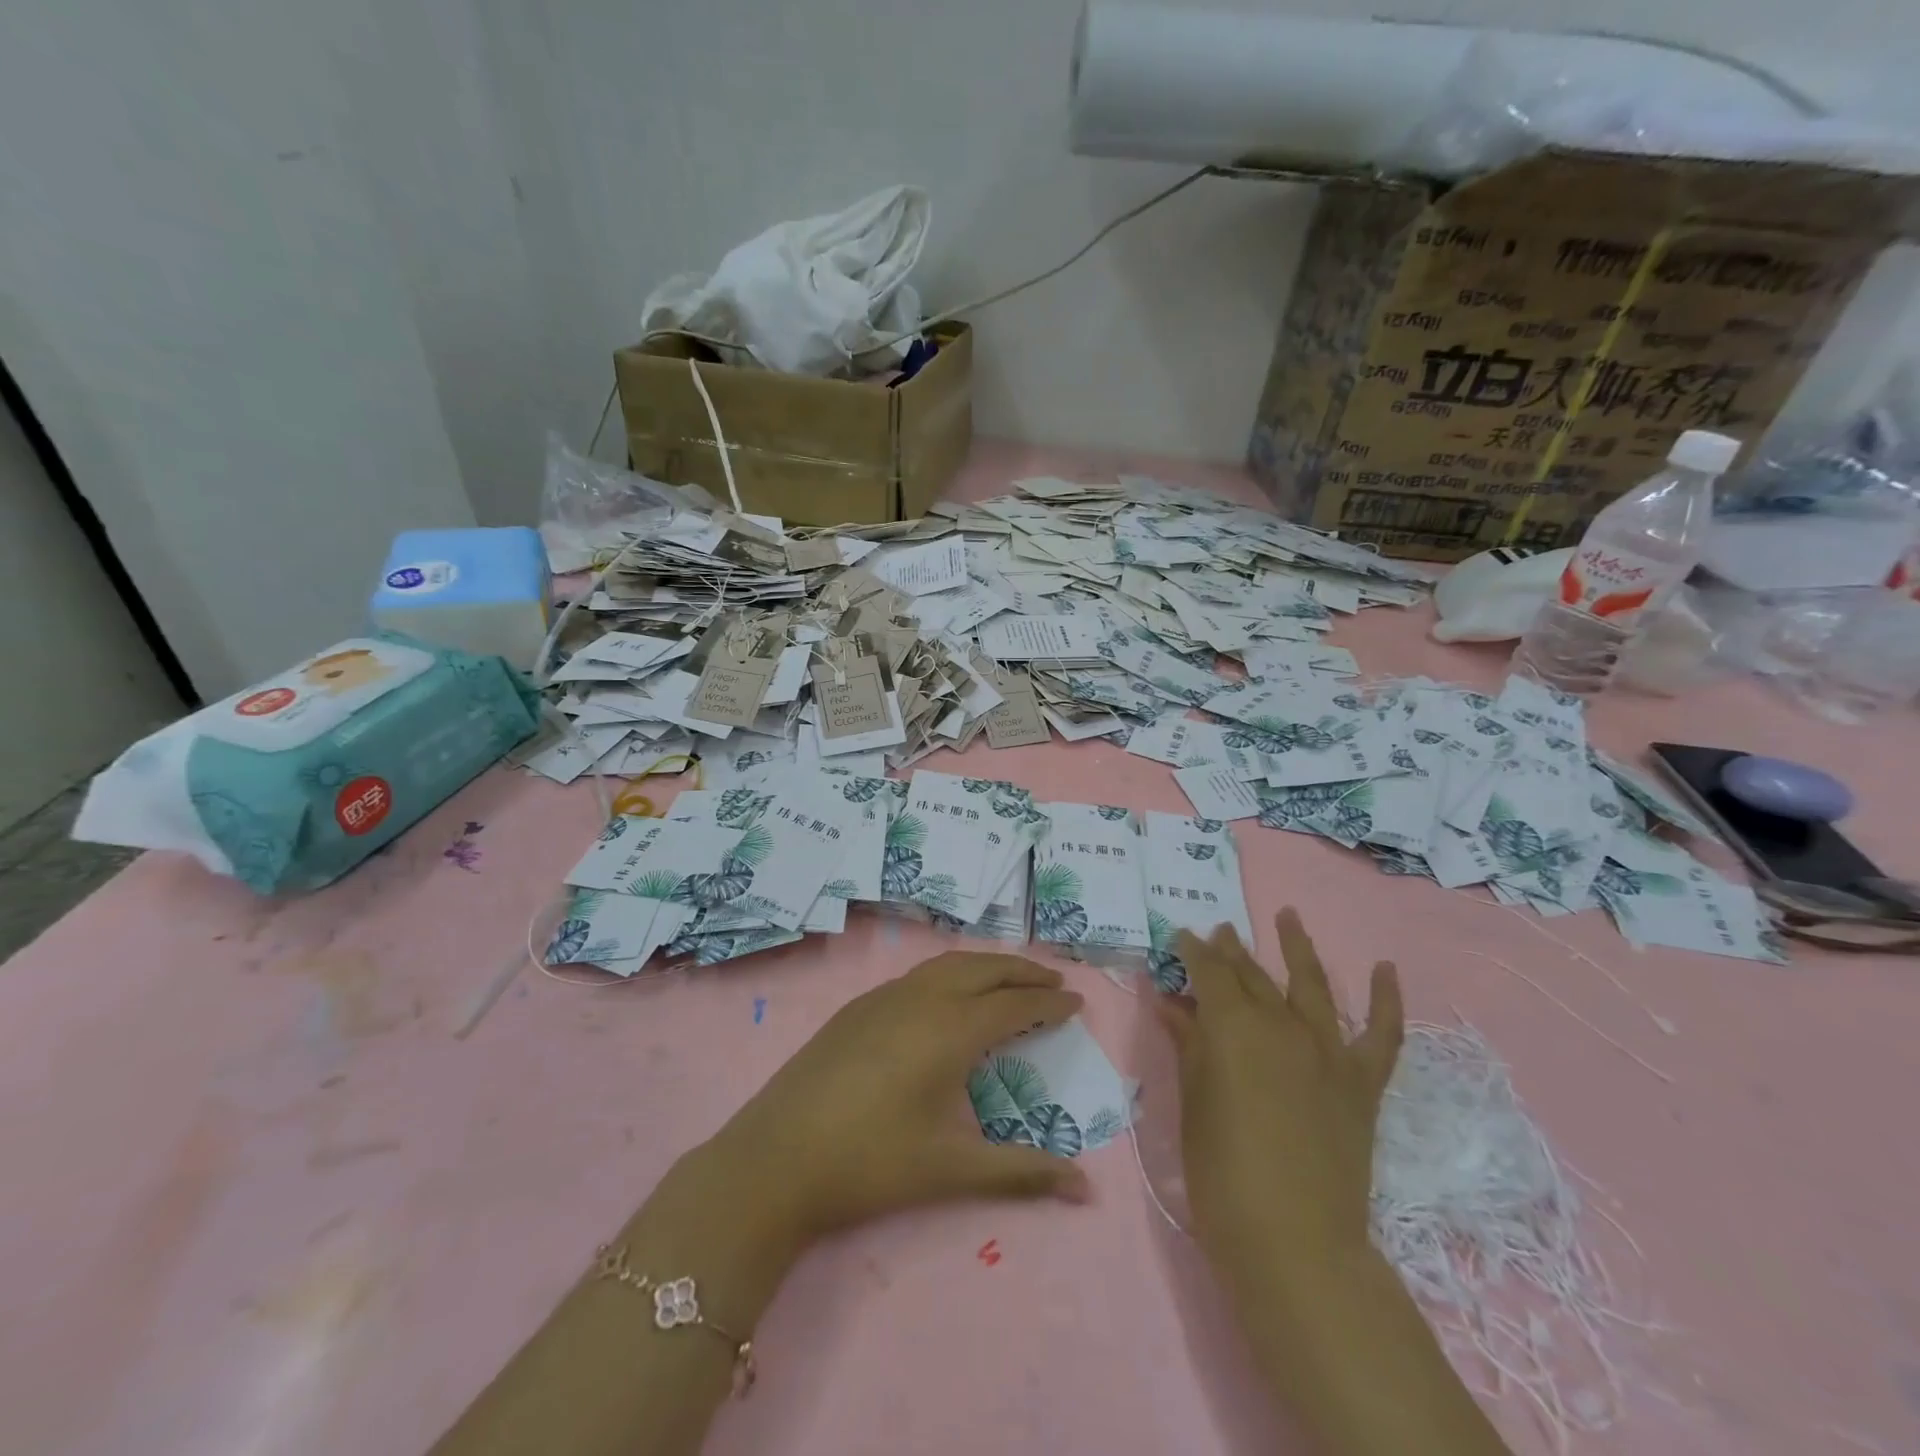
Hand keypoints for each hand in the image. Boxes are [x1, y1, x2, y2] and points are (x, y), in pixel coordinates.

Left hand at [696, 951, 1090, 1246]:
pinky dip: (952, 973)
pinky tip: (949, 997)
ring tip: (1010, 980)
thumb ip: (1021, 1172)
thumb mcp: (950, 1170)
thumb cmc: (869, 1163)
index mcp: (949, 1030)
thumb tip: (1085, 1188)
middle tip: (1053, 982)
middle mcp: (921, 999)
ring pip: (948, 964)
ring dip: (986, 966)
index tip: (1077, 1001)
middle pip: (984, 969)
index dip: (1048, 1003)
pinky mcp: (858, 1007)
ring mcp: (884, 997)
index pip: (1013, 1005)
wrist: (775, 1158)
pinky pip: (919, 974)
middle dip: (1023, 971)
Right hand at [1159, 909, 1401, 1284]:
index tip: (1181, 937)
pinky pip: (1382, 1034)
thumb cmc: (1222, 1173)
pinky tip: (1385, 969)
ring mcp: (1327, 1051)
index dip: (1192, 951)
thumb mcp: (1192, 1102)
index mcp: (1232, 1026)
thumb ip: (1188, 1046)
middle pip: (1252, 975)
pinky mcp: (1361, 1082)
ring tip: (1287, 916)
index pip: (1208, 972)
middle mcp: (1281, 1024)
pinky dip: (1387, 1000)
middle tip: (1218, 932)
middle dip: (1231, 951)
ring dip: (1297, 946)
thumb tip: (1172, 1005)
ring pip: (1312, 984)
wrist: (1295, 1243)